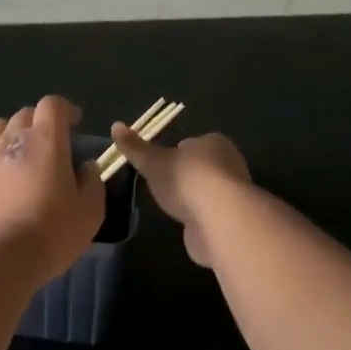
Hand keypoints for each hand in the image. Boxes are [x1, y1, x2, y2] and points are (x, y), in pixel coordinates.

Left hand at [0, 96, 105, 285]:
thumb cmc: (52, 230)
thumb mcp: (90, 210)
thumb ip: (92, 182)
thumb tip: (86, 167)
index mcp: (45, 140)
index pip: (52, 105)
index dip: (65, 110)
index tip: (75, 124)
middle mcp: (12, 140)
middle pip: (24, 115)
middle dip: (39, 122)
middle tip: (51, 145)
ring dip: (12, 135)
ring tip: (22, 156)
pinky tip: (3, 183)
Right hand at [106, 125, 250, 266]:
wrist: (220, 220)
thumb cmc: (186, 181)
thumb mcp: (153, 162)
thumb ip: (135, 147)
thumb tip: (115, 125)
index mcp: (213, 142)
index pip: (189, 144)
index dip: (172, 154)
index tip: (158, 167)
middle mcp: (230, 162)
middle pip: (200, 166)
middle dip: (184, 176)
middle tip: (162, 188)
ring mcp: (235, 192)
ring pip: (207, 190)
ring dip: (193, 198)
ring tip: (173, 207)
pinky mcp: (235, 217)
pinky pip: (213, 212)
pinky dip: (201, 217)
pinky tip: (188, 224)